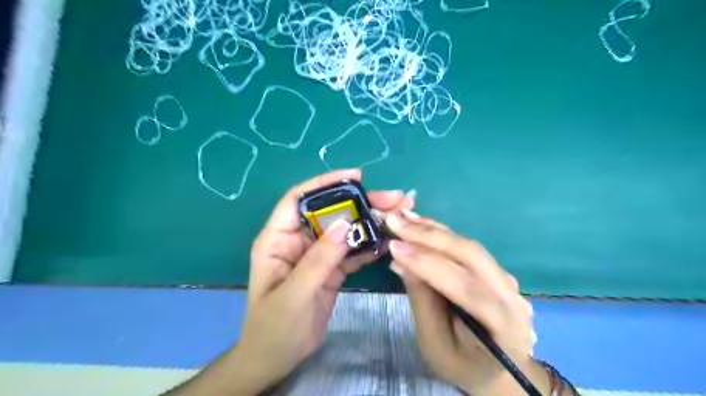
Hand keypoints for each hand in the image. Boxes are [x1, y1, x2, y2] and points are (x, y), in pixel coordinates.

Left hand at [234, 169, 414, 394]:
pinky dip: (369, 246)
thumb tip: (346, 223)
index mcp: (278, 239)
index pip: (299, 199)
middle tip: (393, 198)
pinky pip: (351, 252)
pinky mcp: (331, 269)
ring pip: (345, 231)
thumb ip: (320, 259)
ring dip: (370, 222)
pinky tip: (389, 242)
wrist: (277, 359)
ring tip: (399, 214)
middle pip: (330, 212)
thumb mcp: (295, 293)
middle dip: (360, 203)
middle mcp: (299, 241)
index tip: (355, 177)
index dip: (325, 183)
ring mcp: (317, 255)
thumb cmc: (274, 327)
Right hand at [386, 210, 542, 395]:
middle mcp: (512, 296)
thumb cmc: (463, 365)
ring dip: (433, 230)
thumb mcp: (435, 344)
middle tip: (394, 222)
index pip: (466, 288)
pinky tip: (419, 224)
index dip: (429, 265)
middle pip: (471, 256)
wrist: (498, 370)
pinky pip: (467, 247)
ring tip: (402, 218)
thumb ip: (422, 301)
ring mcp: (506, 279)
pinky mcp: (495, 269)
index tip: (394, 247)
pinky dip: (440, 234)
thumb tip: (400, 261)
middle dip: (429, 237)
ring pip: (469, 246)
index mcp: (503, 327)